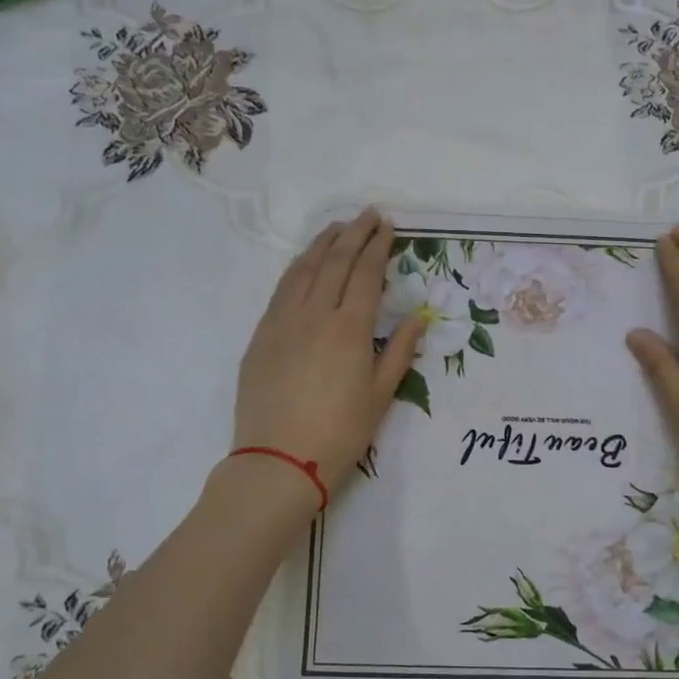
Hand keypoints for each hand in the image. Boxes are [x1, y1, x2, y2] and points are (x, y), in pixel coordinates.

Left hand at [234, 209, 422, 488]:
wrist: (278, 462)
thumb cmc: (339, 434)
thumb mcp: (380, 396)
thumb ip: (399, 351)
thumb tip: (418, 317)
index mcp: (349, 328)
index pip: (365, 273)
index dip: (377, 246)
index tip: (387, 225)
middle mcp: (314, 314)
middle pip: (334, 261)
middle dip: (353, 234)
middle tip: (368, 215)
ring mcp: (281, 322)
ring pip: (302, 269)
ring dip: (322, 244)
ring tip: (336, 229)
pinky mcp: (260, 336)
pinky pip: (280, 290)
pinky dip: (297, 269)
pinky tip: (304, 265)